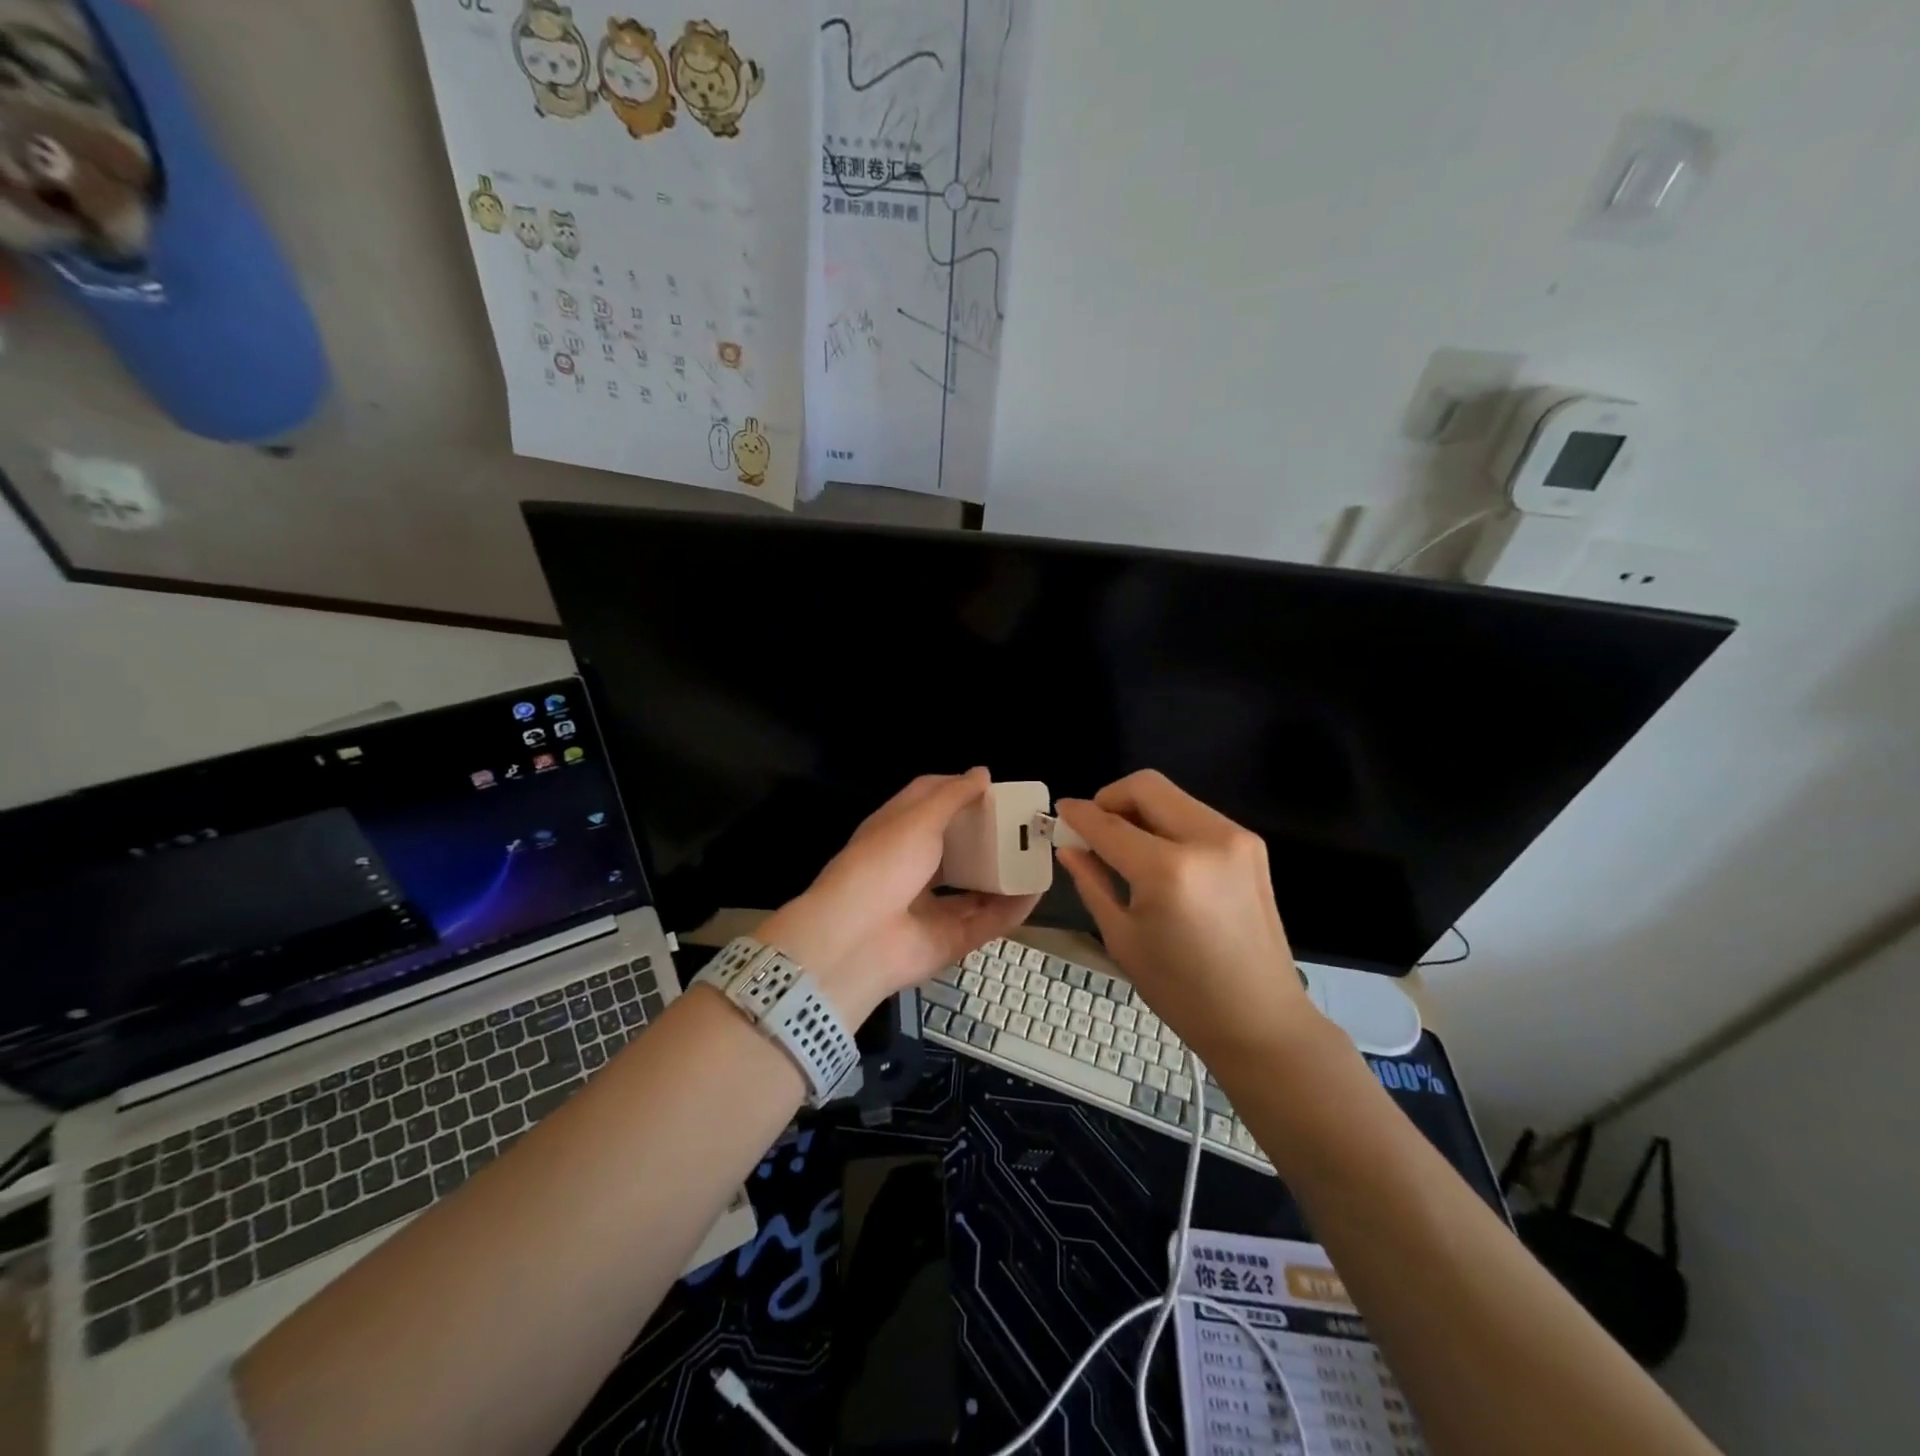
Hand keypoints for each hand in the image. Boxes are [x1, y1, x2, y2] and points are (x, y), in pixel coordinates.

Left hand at [758, 769, 1039, 1022]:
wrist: (856, 940)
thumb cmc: (883, 864)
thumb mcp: (917, 819)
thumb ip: (952, 797)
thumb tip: (982, 773)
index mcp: (896, 833)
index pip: (928, 804)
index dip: (958, 792)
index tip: (991, 787)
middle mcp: (913, 869)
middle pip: (957, 848)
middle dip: (988, 837)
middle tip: (1023, 823)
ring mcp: (931, 907)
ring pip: (975, 888)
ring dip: (1004, 873)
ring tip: (1036, 856)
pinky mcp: (949, 940)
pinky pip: (987, 921)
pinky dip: (1012, 908)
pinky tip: (1036, 891)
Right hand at [1056, 770, 1325, 1064]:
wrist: (1260, 1020)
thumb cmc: (1182, 992)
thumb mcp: (1122, 938)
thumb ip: (1092, 882)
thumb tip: (1068, 847)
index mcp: (1168, 871)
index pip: (1109, 824)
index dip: (1079, 815)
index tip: (1060, 813)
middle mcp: (1207, 841)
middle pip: (1146, 786)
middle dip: (1110, 799)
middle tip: (1093, 828)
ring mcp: (1236, 839)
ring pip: (1172, 796)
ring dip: (1140, 810)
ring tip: (1124, 846)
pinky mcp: (1251, 845)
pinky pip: (1195, 815)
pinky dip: (1167, 823)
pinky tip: (1158, 857)